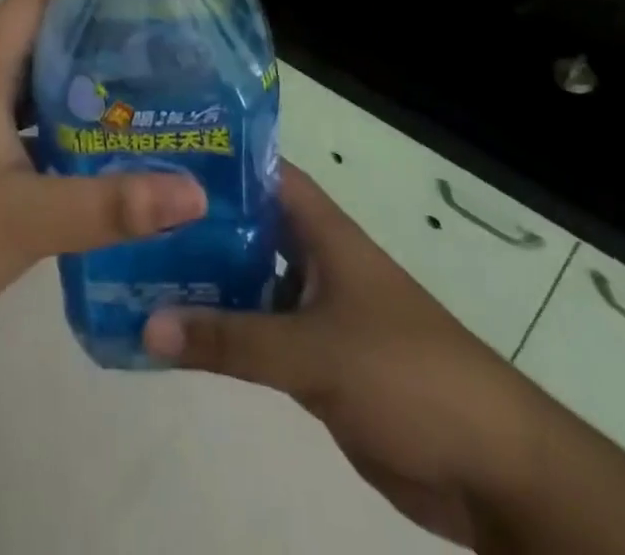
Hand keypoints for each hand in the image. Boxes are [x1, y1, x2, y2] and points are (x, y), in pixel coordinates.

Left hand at [0, 0, 207, 368]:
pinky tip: (92, 151)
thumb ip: (111, 206)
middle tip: (153, 45)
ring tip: (136, 92)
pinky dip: (54, 123)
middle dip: (89, 33)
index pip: (29, 1)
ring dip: (73, 82)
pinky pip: (16, 121)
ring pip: (26, 83)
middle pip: (33, 37)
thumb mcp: (29, 221)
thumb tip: (195, 191)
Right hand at [141, 165, 540, 547]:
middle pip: (249, 229)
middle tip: (134, 220)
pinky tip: (178, 333)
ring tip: (140, 270)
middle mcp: (316, 261)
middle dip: (198, 225)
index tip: (161, 157)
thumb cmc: (407, 374)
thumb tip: (148, 324)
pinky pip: (259, 337)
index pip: (265, 174)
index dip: (219, 161)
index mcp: (324, 233)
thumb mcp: (315, 351)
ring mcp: (316, 312)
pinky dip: (224, 333)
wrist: (491, 467)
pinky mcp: (317, 363)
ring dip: (206, 282)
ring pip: (250, 284)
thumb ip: (232, 340)